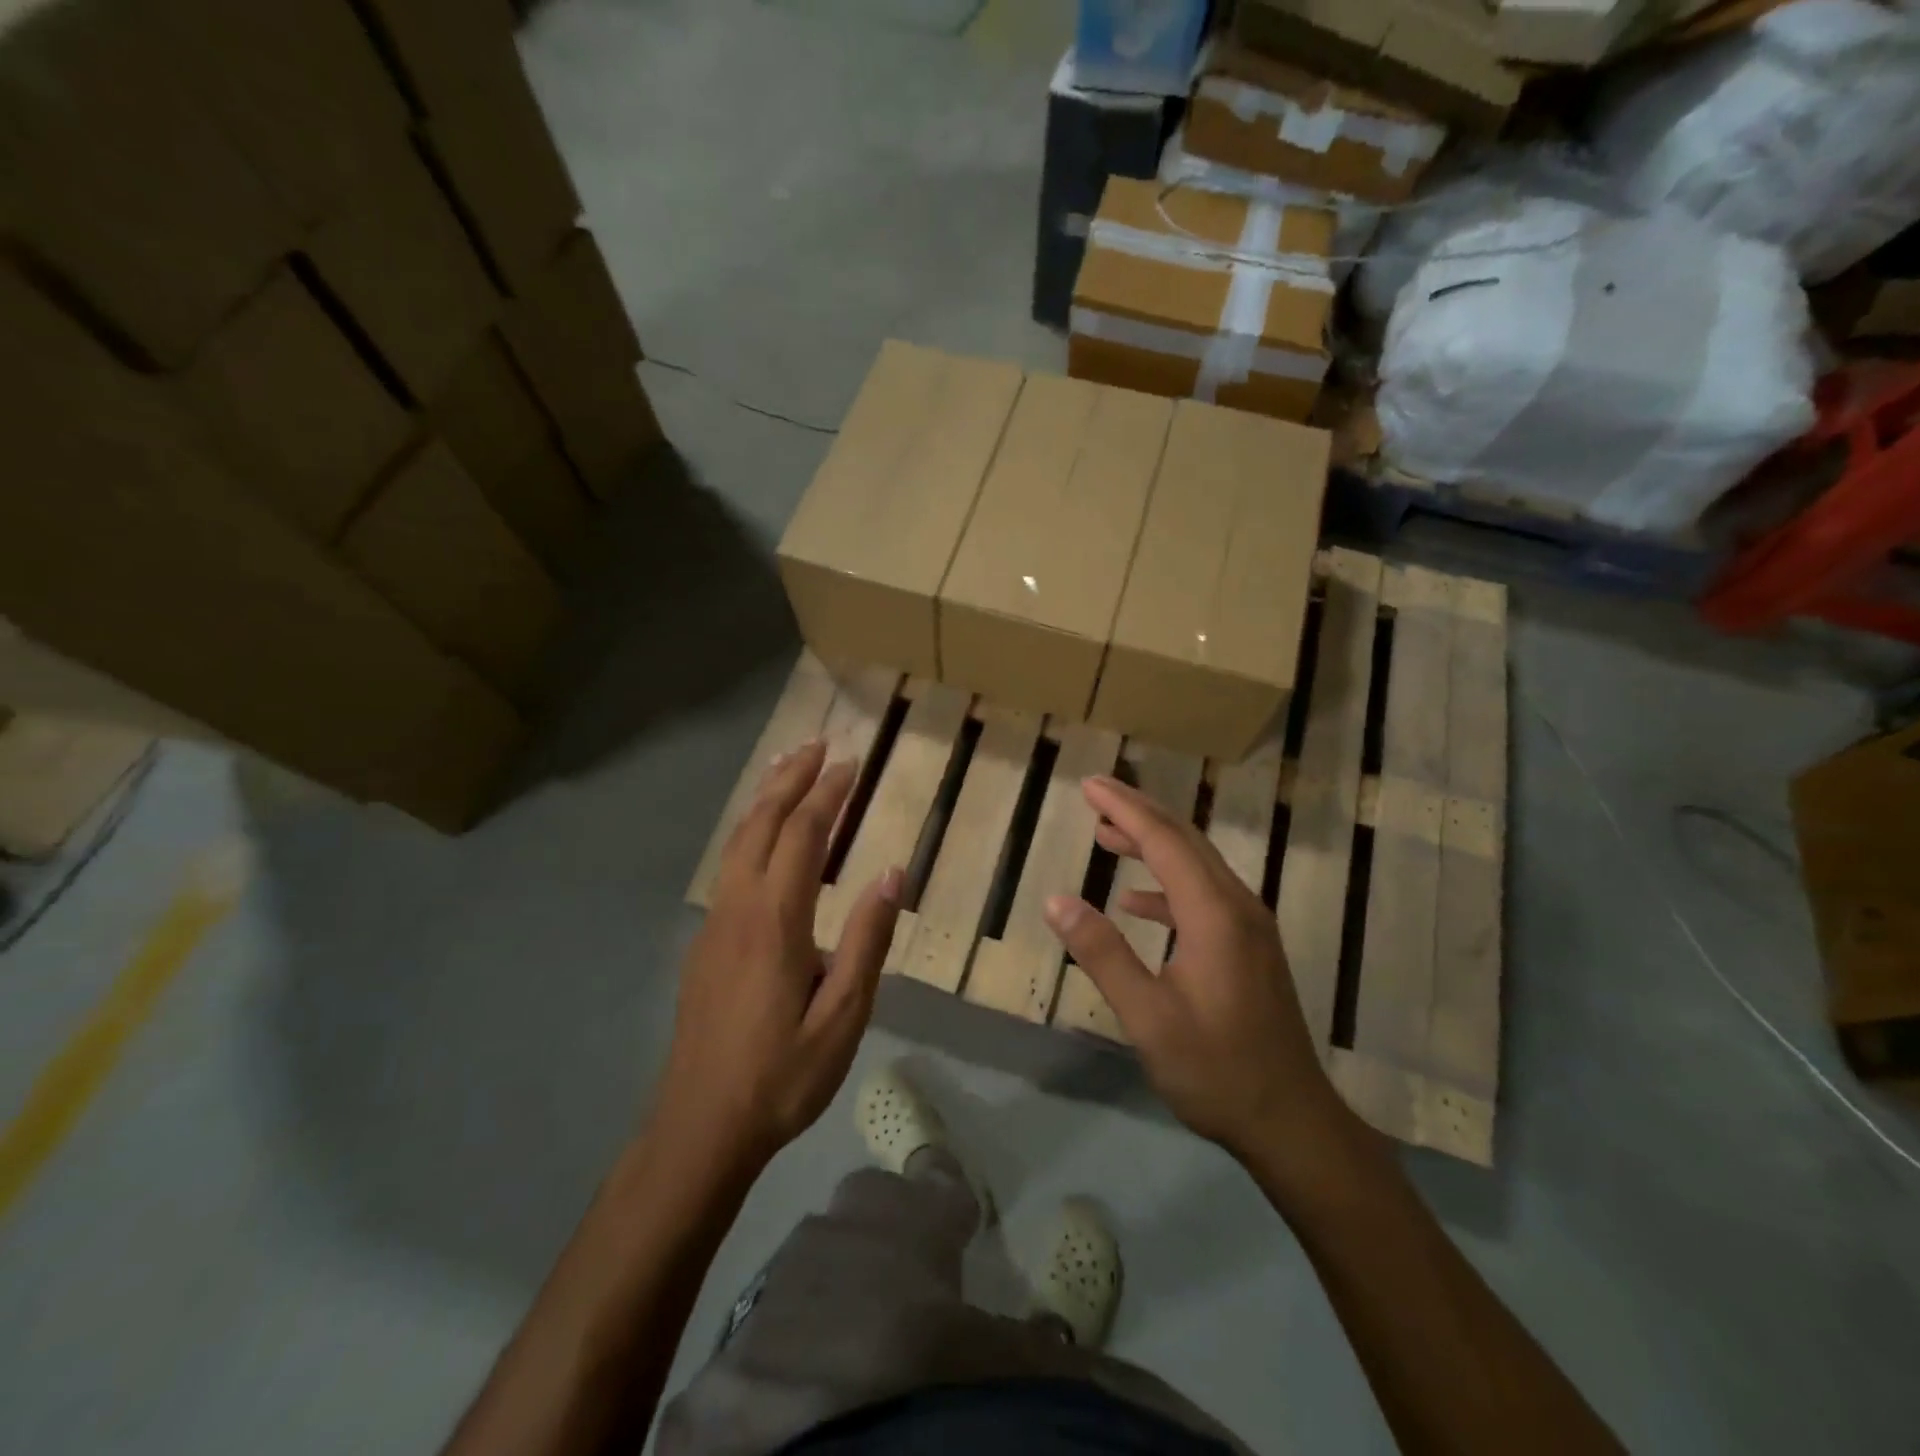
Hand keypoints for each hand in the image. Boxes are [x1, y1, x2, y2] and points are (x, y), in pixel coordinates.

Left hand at [655, 740, 901, 1170]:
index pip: (803, 837)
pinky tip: (761, 836)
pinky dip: (749, 831)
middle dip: (791, 780)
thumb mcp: (844, 1017)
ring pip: (737, 842)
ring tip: (787, 769)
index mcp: (776, 921)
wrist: (700, 1126)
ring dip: (765, 800)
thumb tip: (890, 872)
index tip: (850, 764)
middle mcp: (739, 908)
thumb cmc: (782, 1075)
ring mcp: (715, 923)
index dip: (827, 796)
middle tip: (817, 744)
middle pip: (762, 825)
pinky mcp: (705, 942)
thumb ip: (867, 940)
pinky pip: (728, 866)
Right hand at [1043, 775, 1352, 1165]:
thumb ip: (1102, 954)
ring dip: (1151, 844)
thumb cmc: (1215, 1071)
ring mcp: (1249, 926)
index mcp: (1215, 915)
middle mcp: (1238, 906)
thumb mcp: (1147, 1017)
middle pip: (1184, 841)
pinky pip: (1203, 895)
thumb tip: (1056, 900)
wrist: (1291, 1122)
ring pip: (1196, 864)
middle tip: (1094, 795)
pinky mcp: (1250, 947)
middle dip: (1138, 813)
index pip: (1164, 841)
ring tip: (1107, 835)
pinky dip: (1166, 885)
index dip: (1124, 808)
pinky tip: (1135, 901)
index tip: (1090, 785)